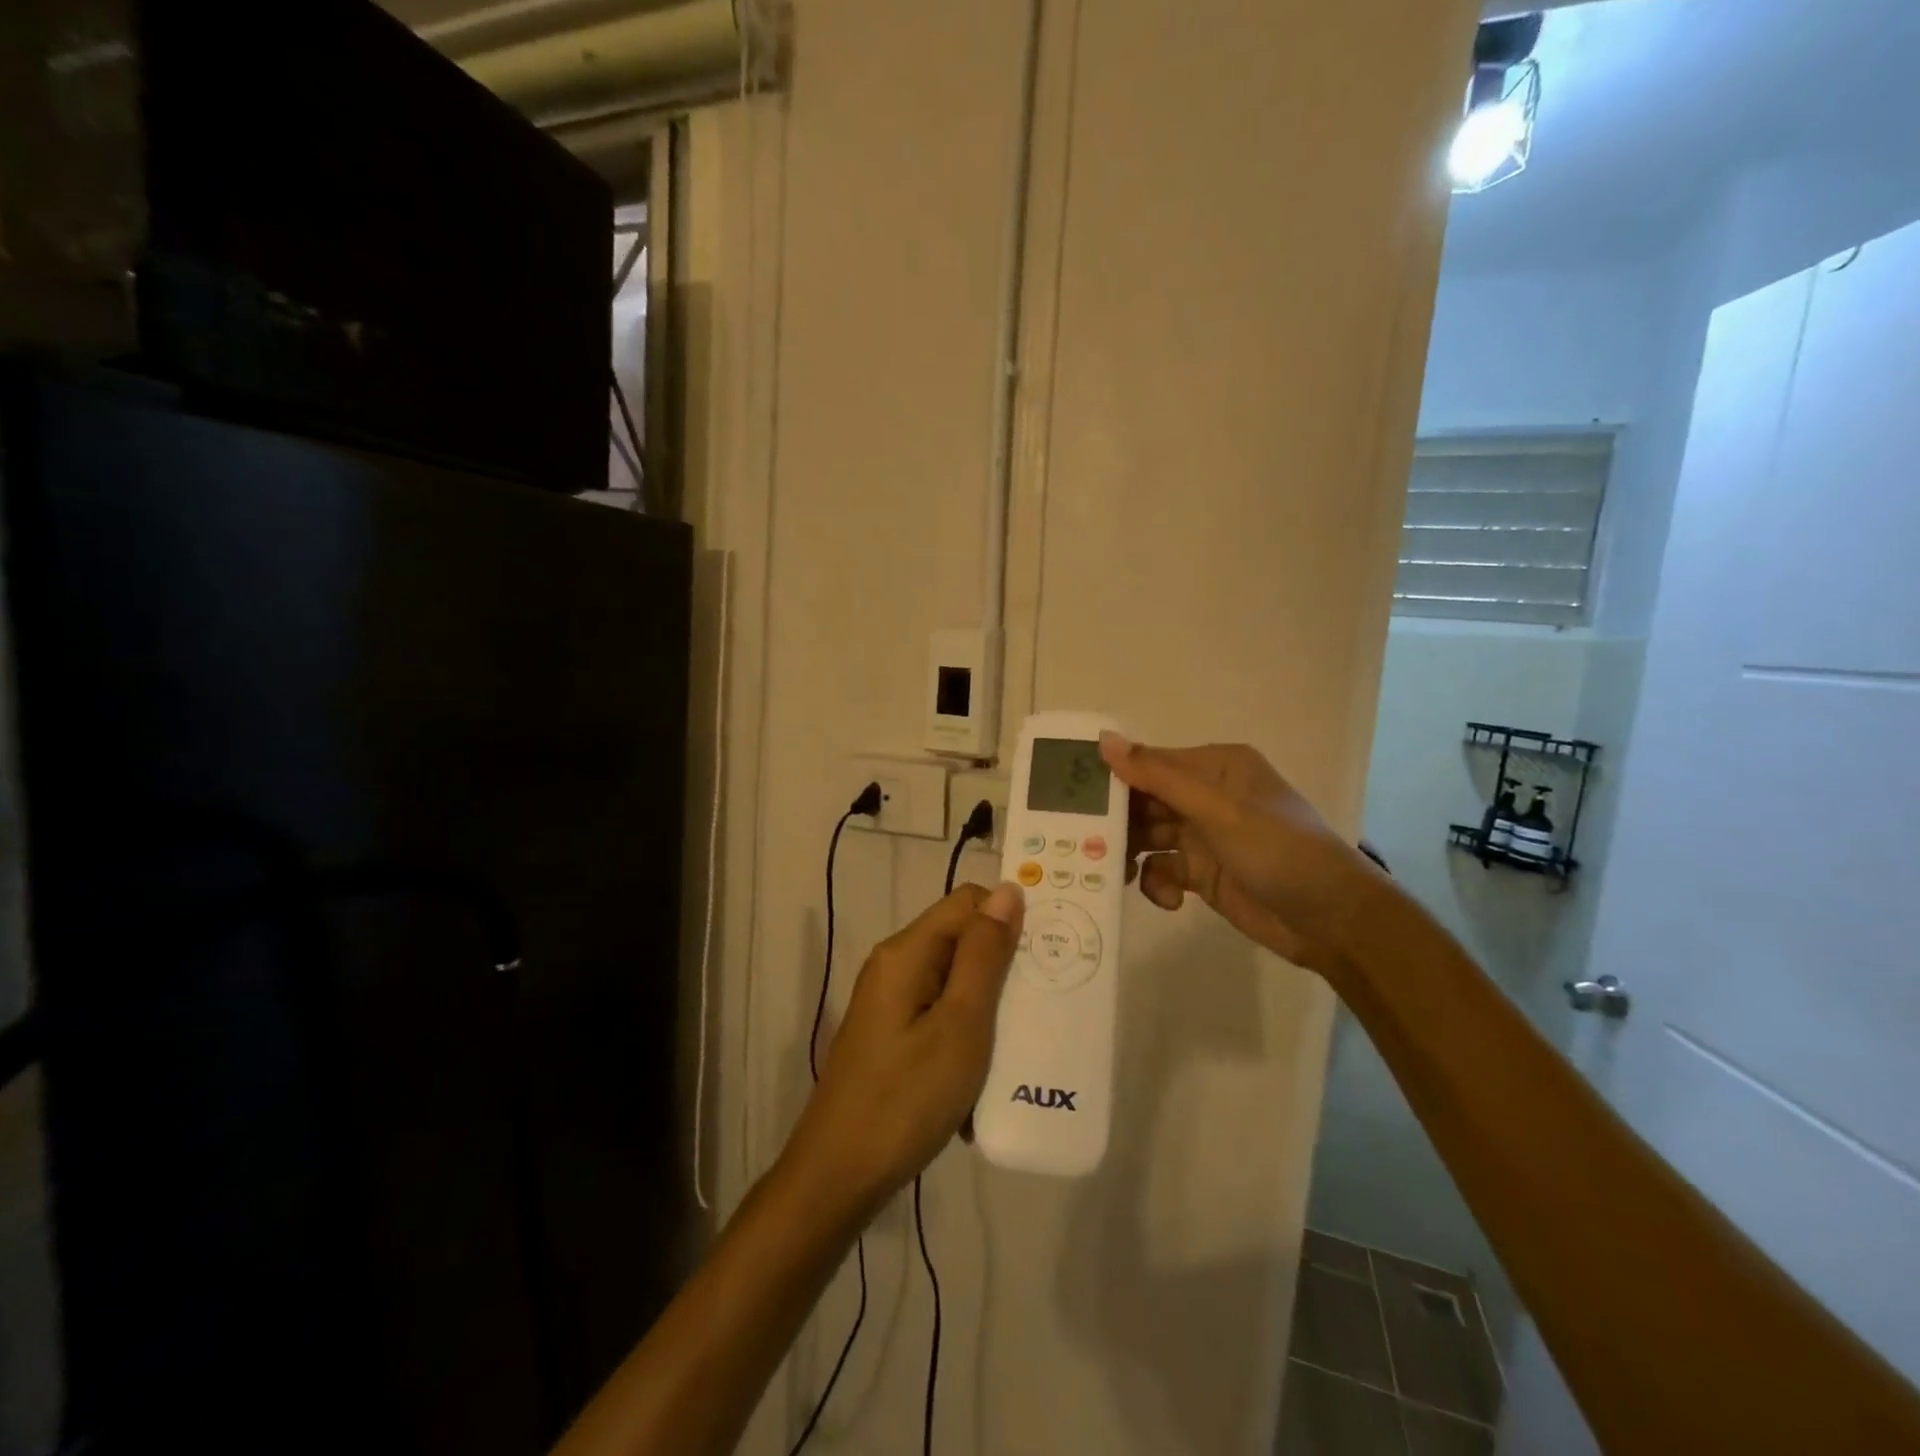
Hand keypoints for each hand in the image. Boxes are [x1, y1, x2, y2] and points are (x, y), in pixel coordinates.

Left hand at [782, 883, 1023, 1216]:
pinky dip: (967, 1034)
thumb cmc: (906, 1098)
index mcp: (907, 952)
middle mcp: (895, 966)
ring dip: (989, 1006)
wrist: (840, 1177)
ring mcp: (891, 1003)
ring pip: (955, 981)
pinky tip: (986, 1074)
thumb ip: (984, 955)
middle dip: (1004, 966)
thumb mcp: (960, 1024)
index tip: (1048, 954)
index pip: (968, 901)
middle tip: (1044, 1003)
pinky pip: (941, 1014)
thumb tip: (1007, 890)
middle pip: (962, 940)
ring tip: (1021, 1041)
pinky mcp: (893, 1035)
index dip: (1009, 918)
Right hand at [1098, 732, 1374, 973]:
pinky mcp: (1204, 875)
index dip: (1113, 779)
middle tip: (1084, 842)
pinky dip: (1158, 884)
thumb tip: (1103, 739)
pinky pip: (1163, 871)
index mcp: (1214, 768)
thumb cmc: (1276, 849)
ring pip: (1148, 838)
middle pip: (1144, 802)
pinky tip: (1168, 899)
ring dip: (1131, 855)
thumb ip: (1157, 775)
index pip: (1150, 764)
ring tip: (1115, 873)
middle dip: (1117, 822)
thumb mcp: (1216, 808)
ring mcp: (1204, 837)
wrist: (1330, 919)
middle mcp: (1206, 797)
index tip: (1072, 797)